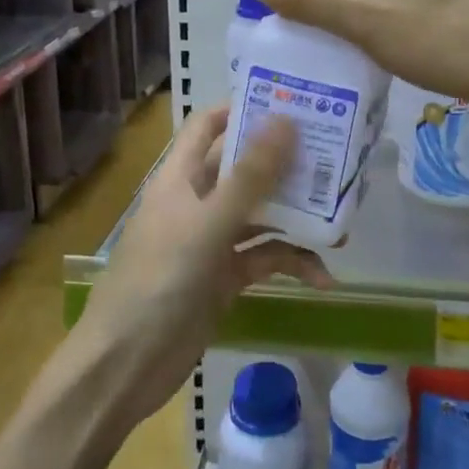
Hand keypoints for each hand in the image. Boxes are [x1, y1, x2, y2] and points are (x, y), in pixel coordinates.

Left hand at [70, 107, 329, 428]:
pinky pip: (264, 258)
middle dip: (286, 165)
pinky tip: (323, 277)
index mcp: (181, 177)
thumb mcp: (209, 224)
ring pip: (261, 215)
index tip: (292, 102)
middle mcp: (197, 201)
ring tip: (343, 222)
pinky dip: (292, 263)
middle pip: (245, 168)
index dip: (244, 109)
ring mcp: (212, 240)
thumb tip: (286, 120)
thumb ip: (250, 176)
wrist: (125, 366)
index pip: (209, 125)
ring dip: (297, 217)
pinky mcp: (224, 276)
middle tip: (334, 157)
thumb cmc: (159, 280)